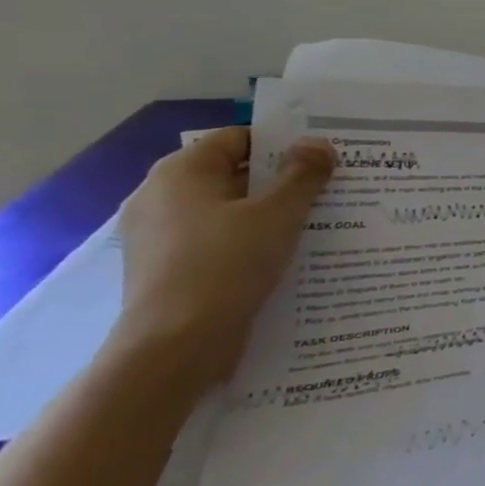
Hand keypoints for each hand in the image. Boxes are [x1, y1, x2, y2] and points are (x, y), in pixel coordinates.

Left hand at [116, 127, 335, 385]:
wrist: (175, 346)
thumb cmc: (226, 265)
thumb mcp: (278, 214)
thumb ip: (302, 174)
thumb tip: (318, 144)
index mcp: (180, 172)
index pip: (238, 139)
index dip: (282, 144)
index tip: (321, 159)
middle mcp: (160, 196)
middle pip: (232, 175)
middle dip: (279, 181)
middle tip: (326, 189)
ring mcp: (157, 236)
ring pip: (225, 211)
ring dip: (266, 214)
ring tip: (313, 224)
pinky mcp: (165, 270)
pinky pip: (214, 242)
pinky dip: (246, 243)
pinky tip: (280, 257)